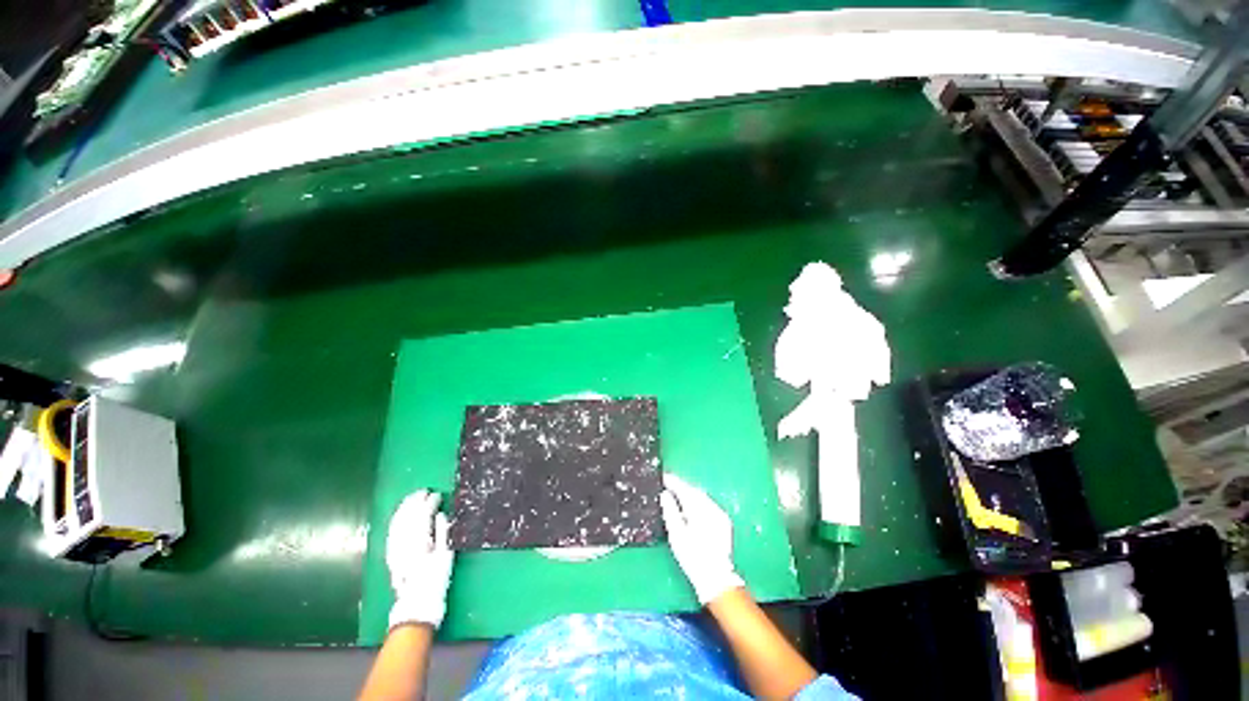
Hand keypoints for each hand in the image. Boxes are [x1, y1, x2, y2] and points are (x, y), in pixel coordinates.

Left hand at [386, 490, 454, 629]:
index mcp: (420, 543)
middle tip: (424, 491)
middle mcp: (404, 544)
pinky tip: (401, 514)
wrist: (417, 603)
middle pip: (408, 517)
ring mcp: (395, 549)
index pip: (422, 516)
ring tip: (413, 497)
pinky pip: (391, 532)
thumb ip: (443, 533)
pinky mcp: (391, 554)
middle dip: (415, 502)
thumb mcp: (446, 556)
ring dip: (405, 508)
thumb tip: (441, 514)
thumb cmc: (436, 580)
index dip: (429, 503)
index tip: (437, 495)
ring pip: (397, 523)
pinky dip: (396, 520)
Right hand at [660, 474, 744, 604]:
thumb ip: (670, 511)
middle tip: (669, 484)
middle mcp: (711, 507)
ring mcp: (719, 514)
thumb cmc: (692, 557)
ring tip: (678, 495)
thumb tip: (665, 494)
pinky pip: (708, 504)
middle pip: (694, 491)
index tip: (664, 477)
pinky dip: (699, 502)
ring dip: (690, 494)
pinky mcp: (723, 521)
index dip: (673, 481)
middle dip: (682, 487)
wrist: (716, 577)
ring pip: (702, 497)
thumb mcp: (676, 535)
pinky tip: (692, 508)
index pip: (684, 489)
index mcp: (698, 509)